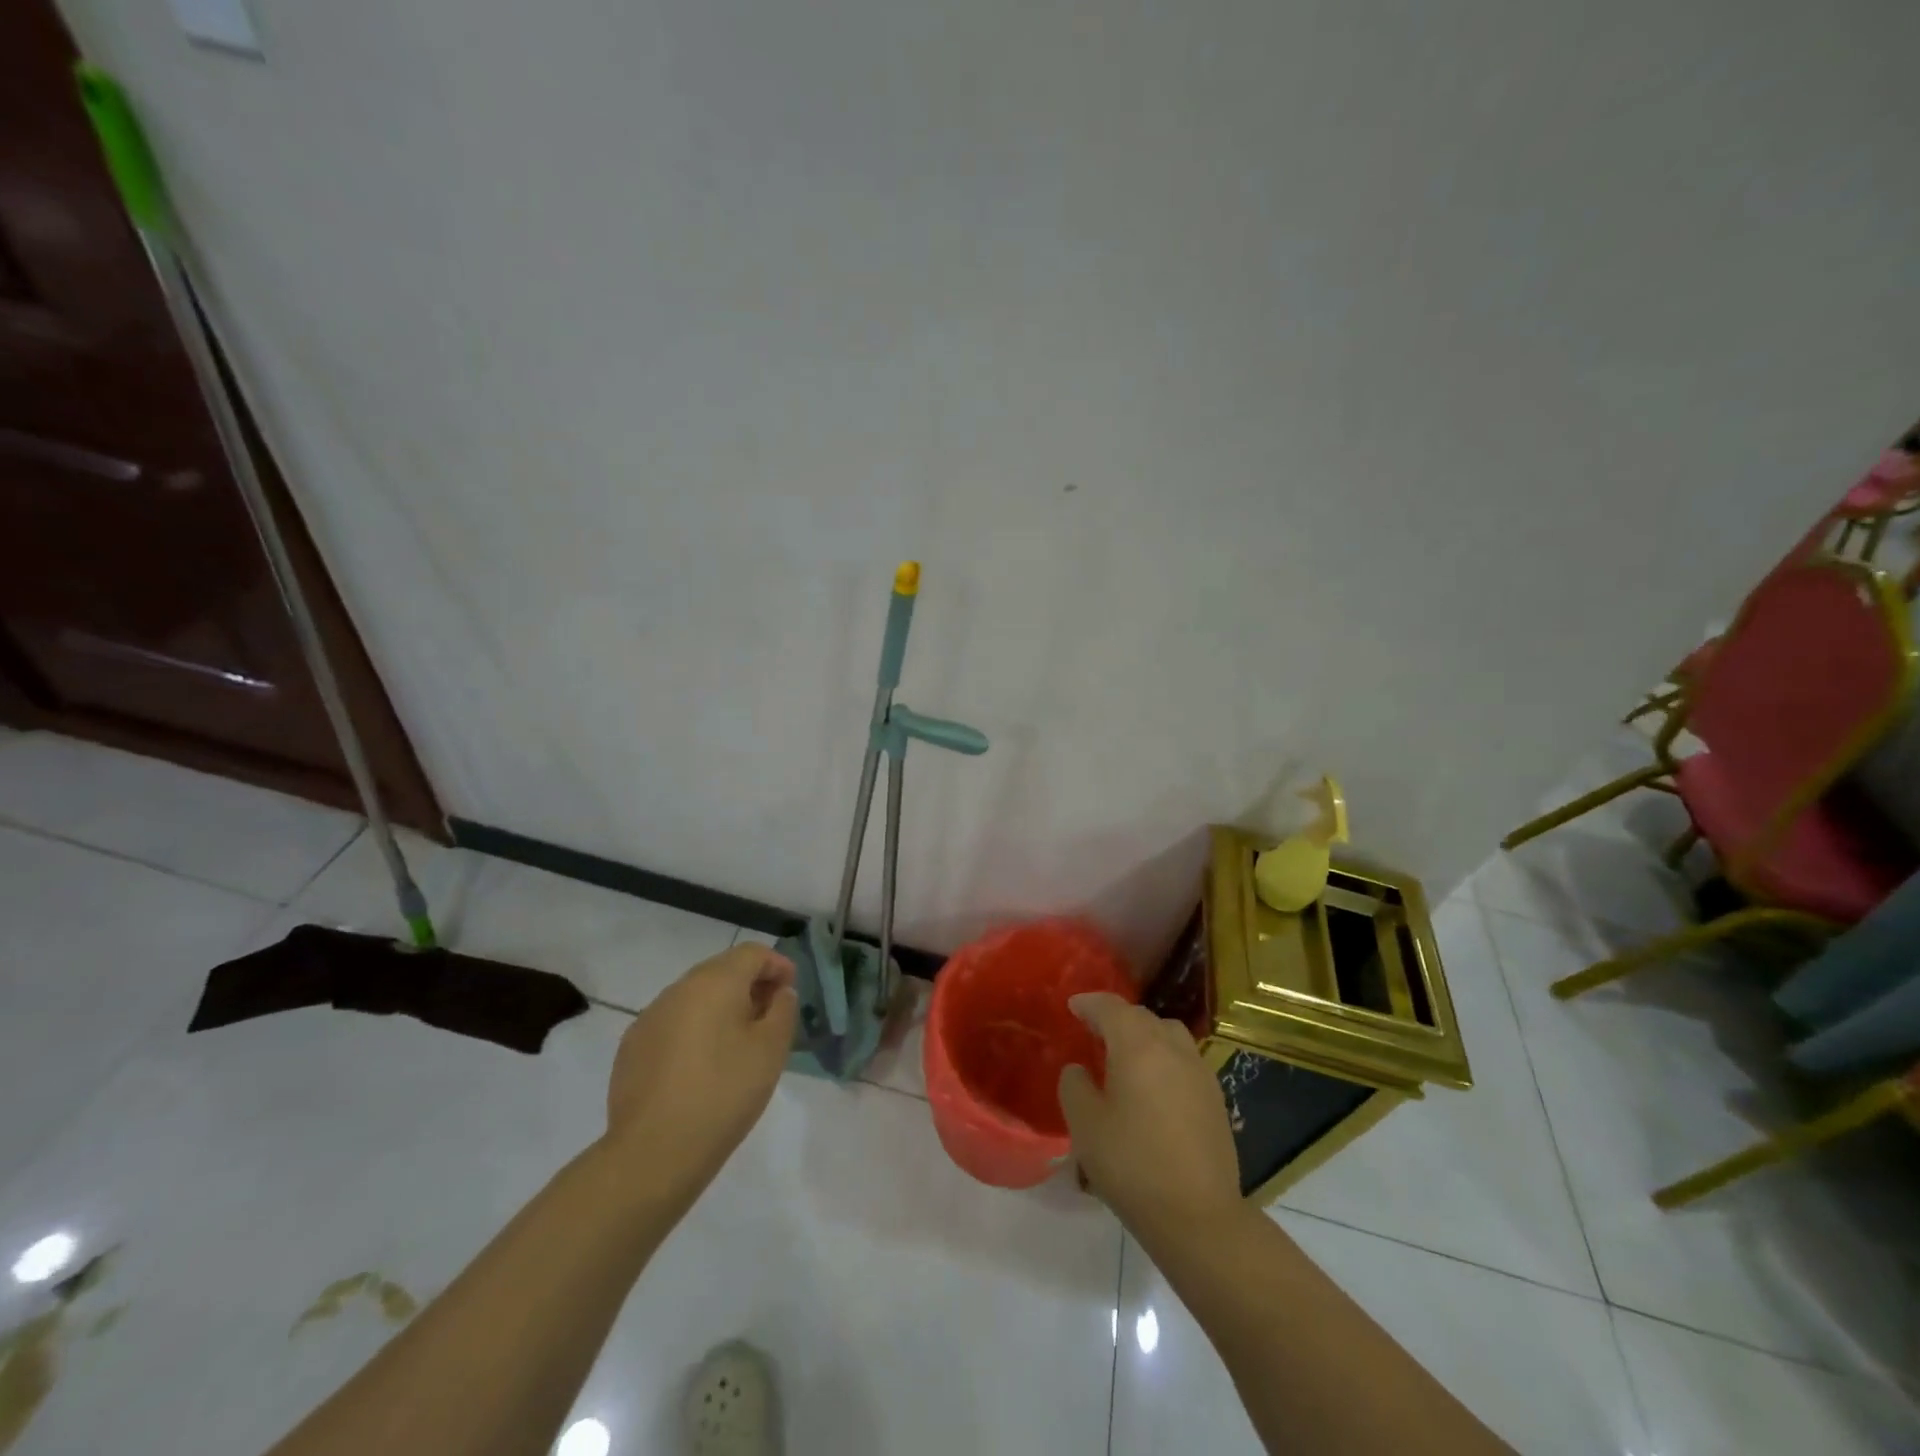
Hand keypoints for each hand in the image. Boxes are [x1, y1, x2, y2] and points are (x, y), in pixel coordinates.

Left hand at [602, 944, 797, 1194]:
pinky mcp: (632, 1047)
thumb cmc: (724, 1092)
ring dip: (721, 1007)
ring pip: (695, 997)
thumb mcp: (771, 1050)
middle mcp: (679, 989)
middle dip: (750, 985)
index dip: (777, 965)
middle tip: (770, 1015)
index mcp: (715, 982)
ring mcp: (650, 1017)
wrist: (654, 1152)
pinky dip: (694, 1029)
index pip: (752, 953)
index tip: (791, 990)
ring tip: (738, 1042)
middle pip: (722, 970)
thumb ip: (782, 1010)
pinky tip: (702, 1065)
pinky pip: (672, 1023)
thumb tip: (778, 993)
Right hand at [1057, 993, 1244, 1247]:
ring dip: (1145, 1035)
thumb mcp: (1085, 1125)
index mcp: (1138, 1045)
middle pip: (1142, 1016)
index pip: (1111, 1007)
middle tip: (1094, 1032)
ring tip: (1126, 1056)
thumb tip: (1080, 1071)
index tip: (1073, 1006)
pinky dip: (1164, 1059)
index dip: (1089, 1003)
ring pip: (1169, 1034)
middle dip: (1116, 1018)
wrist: (1198, 1216)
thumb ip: (1074, 1086)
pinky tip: (1153, 1087)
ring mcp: (1199, 1071)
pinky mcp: (1215, 1098)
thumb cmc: (1132, 1164)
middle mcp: (1172, 1047)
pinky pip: (1184, 1060)